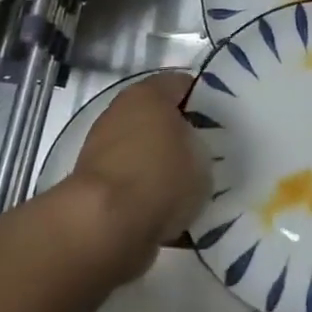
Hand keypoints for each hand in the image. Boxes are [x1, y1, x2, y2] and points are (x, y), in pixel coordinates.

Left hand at [71, 73, 208, 275]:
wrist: (103, 226)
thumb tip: (190, 149)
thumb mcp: (202, 155)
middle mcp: (120, 112)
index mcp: (148, 93)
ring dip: (159, 164)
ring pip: (142, 150)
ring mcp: (101, 148)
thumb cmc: (160, 175)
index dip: (203, 101)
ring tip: (186, 188)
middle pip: (158, 116)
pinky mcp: (91, 184)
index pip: (182, 84)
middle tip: (204, 155)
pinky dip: (143, 191)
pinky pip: (129, 181)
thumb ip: (199, 144)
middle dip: (179, 133)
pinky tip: (164, 210)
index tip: (219, 123)